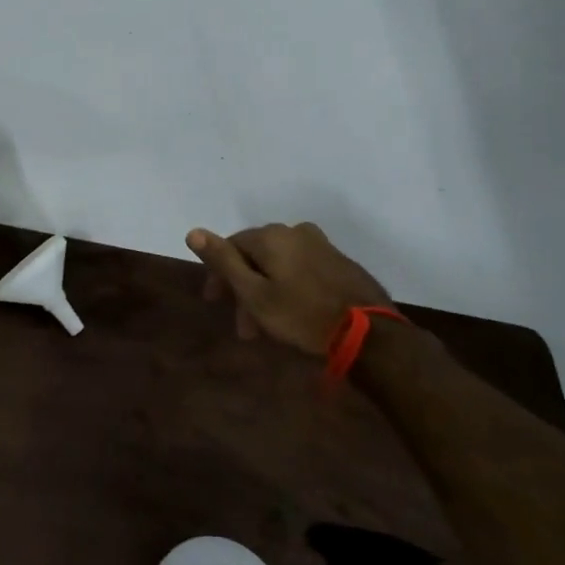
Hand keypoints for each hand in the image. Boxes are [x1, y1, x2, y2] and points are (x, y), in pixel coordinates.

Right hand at [186, 222, 392, 355]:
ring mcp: (320, 244)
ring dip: (266, 290)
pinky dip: (289, 286)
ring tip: (267, 327)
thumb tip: (193, 231)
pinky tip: (293, 311)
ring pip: (279, 263)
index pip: (231, 245)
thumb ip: (223, 261)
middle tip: (244, 326)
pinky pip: (301, 268)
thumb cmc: (302, 315)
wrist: (371, 334)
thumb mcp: (254, 294)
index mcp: (271, 235)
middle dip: (244, 287)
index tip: (215, 302)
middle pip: (256, 255)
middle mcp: (294, 231)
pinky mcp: (339, 261)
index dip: (219, 273)